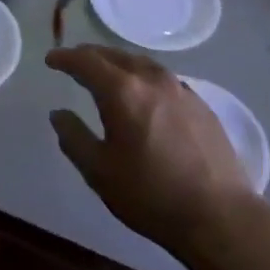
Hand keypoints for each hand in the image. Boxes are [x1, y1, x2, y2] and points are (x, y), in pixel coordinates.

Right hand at [46, 45, 254, 257]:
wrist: (219, 215)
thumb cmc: (150, 195)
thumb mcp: (99, 171)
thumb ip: (73, 137)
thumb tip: (58, 114)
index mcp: (123, 92)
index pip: (87, 62)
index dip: (66, 58)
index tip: (51, 60)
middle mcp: (152, 80)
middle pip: (116, 55)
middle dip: (91, 55)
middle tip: (74, 60)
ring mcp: (181, 90)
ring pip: (143, 63)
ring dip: (119, 62)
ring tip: (107, 71)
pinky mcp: (201, 105)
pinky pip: (163, 78)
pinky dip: (143, 75)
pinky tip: (143, 91)